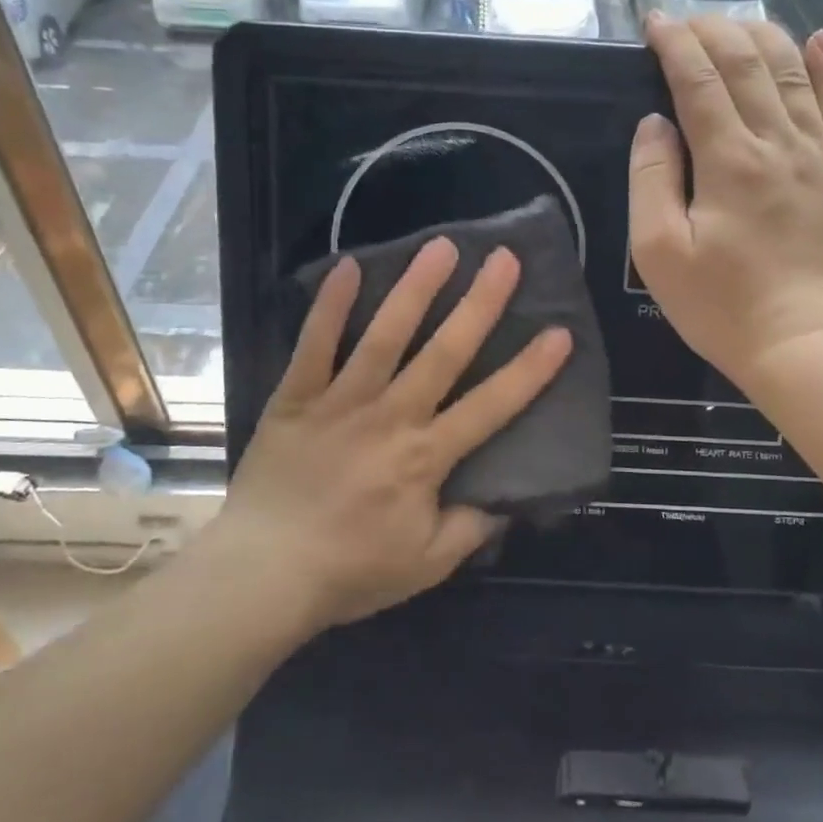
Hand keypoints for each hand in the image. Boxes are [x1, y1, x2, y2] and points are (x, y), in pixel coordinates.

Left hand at [213, 237, 571, 631]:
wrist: (263, 574)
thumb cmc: (350, 571)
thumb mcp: (427, 565)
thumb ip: (470, 528)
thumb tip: (504, 500)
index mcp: (426, 457)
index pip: (491, 406)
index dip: (529, 370)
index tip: (559, 332)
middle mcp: (390, 417)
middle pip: (444, 353)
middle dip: (479, 304)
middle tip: (505, 260)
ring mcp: (341, 402)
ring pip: (384, 336)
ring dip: (415, 289)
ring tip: (441, 247)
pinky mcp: (296, 398)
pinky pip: (314, 345)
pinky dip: (330, 306)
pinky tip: (347, 266)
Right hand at [629, 14, 822, 386]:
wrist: (802, 344)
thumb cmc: (720, 305)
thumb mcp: (659, 252)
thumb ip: (652, 179)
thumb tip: (655, 123)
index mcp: (727, 161)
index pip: (697, 80)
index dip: (674, 44)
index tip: (654, 22)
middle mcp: (777, 143)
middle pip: (747, 63)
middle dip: (713, 30)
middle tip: (687, 19)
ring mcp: (820, 156)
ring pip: (794, 72)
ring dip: (763, 36)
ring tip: (738, 22)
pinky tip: (819, 39)